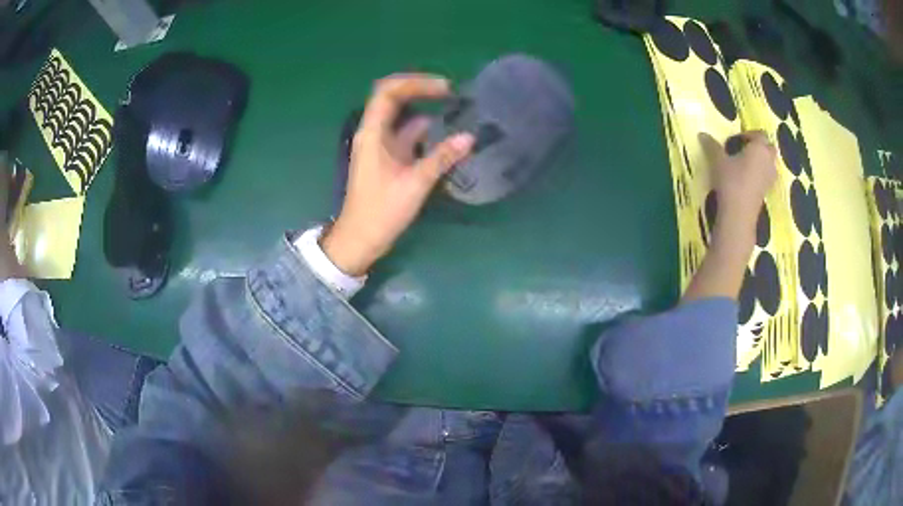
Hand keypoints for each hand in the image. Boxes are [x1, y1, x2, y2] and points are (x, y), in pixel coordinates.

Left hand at [321, 75, 474, 275]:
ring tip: (454, 108)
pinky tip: (445, 133)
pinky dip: (424, 129)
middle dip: (421, 90)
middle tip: (451, 93)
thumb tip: (470, 137)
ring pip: (401, 115)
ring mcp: (380, 144)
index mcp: (372, 133)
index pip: (388, 92)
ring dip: (424, 108)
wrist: (361, 238)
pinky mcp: (387, 156)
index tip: (444, 88)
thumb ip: (441, 158)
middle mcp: (374, 132)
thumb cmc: (381, 211)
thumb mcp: (414, 184)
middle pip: (394, 98)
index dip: (415, 83)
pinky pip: (405, 133)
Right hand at [699, 130, 777, 234]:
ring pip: (770, 163)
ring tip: (747, 165)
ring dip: (762, 161)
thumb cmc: (731, 181)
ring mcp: (770, 177)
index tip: (737, 140)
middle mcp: (768, 160)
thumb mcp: (718, 161)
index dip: (749, 134)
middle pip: (769, 148)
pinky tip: (748, 179)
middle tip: (745, 150)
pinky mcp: (767, 191)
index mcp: (759, 148)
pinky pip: (767, 176)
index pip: (759, 134)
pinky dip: (761, 174)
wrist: (739, 213)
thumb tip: (702, 134)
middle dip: (760, 147)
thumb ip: (712, 146)